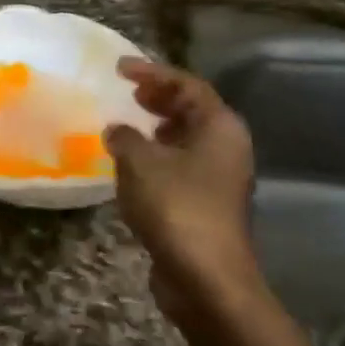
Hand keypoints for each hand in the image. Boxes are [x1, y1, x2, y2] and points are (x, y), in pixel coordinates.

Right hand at [103, 57, 261, 326]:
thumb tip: (117, 130)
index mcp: (220, 128)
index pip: (187, 85)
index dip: (152, 72)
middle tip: (128, 92)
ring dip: (157, 127)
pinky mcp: (206, 203)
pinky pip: (180, 164)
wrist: (205, 277)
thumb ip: (125, 137)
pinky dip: (157, 155)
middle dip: (159, 98)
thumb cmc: (176, 207)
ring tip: (127, 123)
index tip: (119, 68)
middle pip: (193, 109)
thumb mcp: (140, 162)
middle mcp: (227, 147)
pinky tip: (132, 164)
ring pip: (187, 138)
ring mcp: (220, 177)